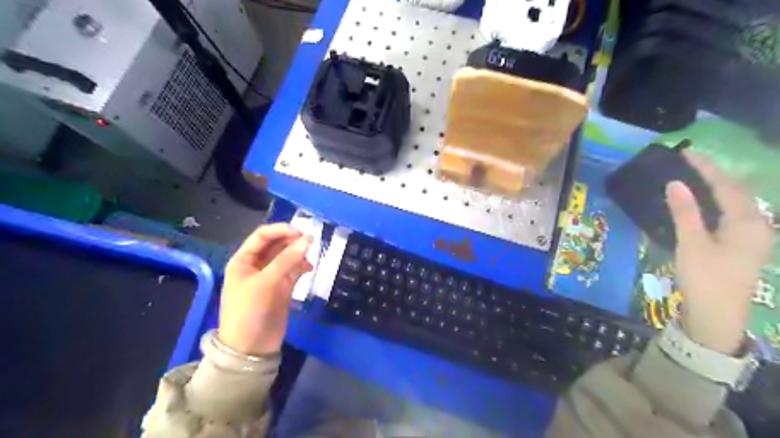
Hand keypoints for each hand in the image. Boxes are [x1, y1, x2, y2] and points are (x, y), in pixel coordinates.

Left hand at [218, 222, 313, 354]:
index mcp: (244, 260)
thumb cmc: (249, 311)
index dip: (281, 230)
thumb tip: (308, 239)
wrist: (251, 348)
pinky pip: (294, 270)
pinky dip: (302, 266)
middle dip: (292, 240)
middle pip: (277, 244)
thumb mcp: (265, 283)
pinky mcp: (283, 288)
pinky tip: (310, 268)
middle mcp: (257, 265)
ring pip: (287, 256)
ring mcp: (271, 276)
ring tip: (311, 255)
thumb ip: (286, 260)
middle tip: (311, 241)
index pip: (262, 236)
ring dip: (299, 253)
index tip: (300, 232)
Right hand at [664, 152, 771, 356]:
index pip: (726, 186)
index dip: (706, 168)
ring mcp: (753, 237)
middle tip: (690, 161)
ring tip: (695, 176)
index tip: (686, 152)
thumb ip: (685, 212)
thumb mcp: (691, 243)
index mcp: (747, 223)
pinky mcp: (743, 246)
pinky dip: (717, 203)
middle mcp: (757, 225)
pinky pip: (732, 215)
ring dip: (717, 187)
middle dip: (715, 174)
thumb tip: (675, 183)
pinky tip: (703, 203)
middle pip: (737, 192)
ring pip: (736, 203)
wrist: (717, 315)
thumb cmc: (704, 277)